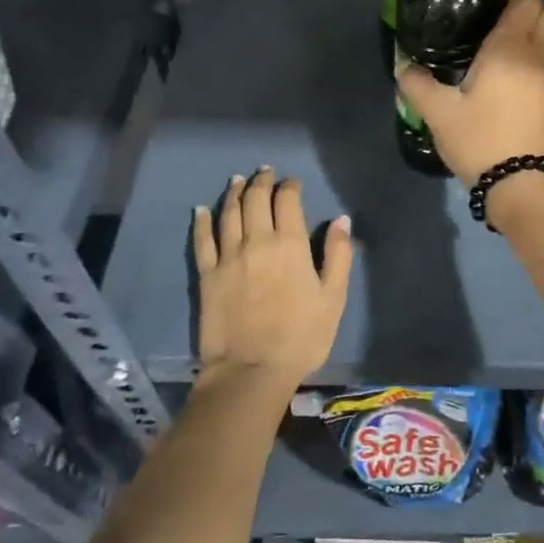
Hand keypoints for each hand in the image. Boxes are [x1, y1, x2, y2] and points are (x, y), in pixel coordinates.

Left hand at [193, 169, 351, 391]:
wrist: (251, 371)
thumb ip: (338, 256)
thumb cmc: (301, 337)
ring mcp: (228, 257)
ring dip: (234, 193)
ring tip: (237, 181)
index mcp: (290, 244)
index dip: (290, 186)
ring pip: (229, 213)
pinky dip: (202, 221)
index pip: (288, 201)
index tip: (293, 183)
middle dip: (261, 182)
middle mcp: (257, 241)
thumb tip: (341, 220)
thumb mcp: (333, 298)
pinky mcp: (207, 275)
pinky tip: (202, 209)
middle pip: (255, 199)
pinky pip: (202, 240)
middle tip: (264, 172)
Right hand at [398, 0, 543, 182]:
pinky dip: (525, 57)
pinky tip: (496, 75)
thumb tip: (404, 66)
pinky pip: (540, 61)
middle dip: (524, 8)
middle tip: (489, 20)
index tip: (483, 2)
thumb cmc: (479, 138)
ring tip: (487, 48)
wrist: (516, 183)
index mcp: (509, 49)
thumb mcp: (438, 112)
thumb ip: (417, 83)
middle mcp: (534, 56)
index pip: (526, 0)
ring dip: (525, 34)